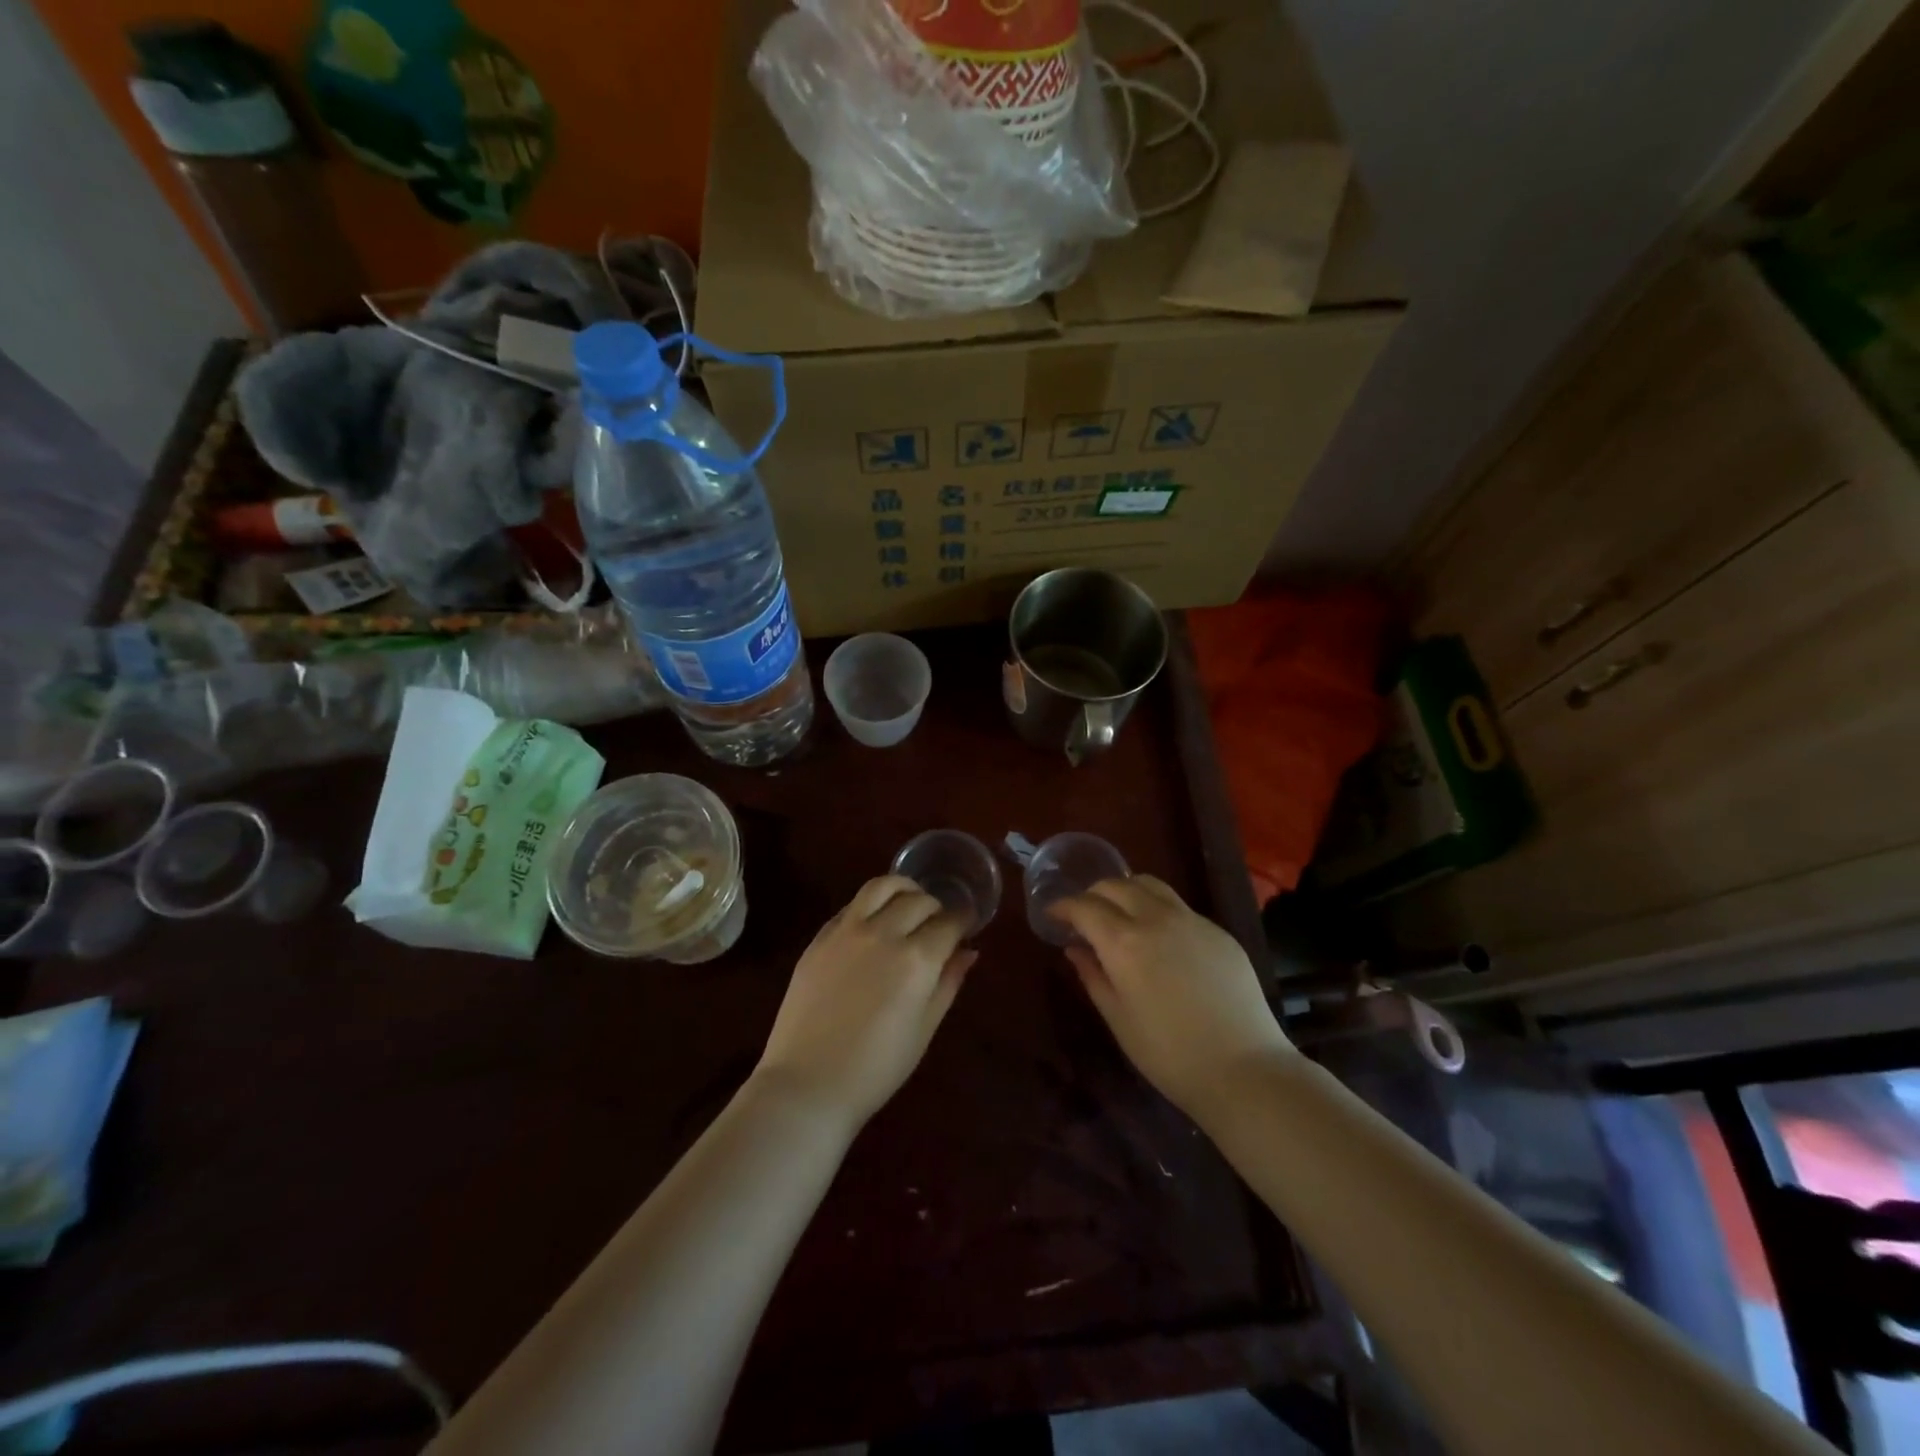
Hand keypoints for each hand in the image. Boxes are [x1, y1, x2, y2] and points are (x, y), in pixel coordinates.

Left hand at [755, 876, 974, 1127]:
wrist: (808, 1084)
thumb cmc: (876, 1068)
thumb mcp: (924, 1029)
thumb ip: (948, 983)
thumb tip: (968, 951)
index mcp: (917, 959)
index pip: (949, 922)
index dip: (962, 921)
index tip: (965, 927)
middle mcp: (884, 933)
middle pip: (919, 900)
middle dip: (936, 907)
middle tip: (938, 924)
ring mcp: (847, 931)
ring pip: (881, 886)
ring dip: (902, 888)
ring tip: (908, 902)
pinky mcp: (819, 938)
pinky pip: (851, 905)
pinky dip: (870, 904)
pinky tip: (874, 921)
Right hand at [1053, 876, 1293, 1118]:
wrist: (1244, 1069)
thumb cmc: (1169, 1054)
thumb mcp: (1118, 1018)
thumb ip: (1093, 976)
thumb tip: (1075, 948)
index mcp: (1124, 942)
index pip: (1084, 907)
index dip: (1063, 906)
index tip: (1053, 914)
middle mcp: (1156, 918)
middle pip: (1116, 885)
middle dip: (1093, 894)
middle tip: (1084, 915)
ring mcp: (1192, 920)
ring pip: (1151, 885)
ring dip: (1126, 890)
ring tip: (1120, 913)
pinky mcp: (1218, 931)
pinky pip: (1179, 906)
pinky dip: (1157, 908)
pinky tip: (1160, 937)